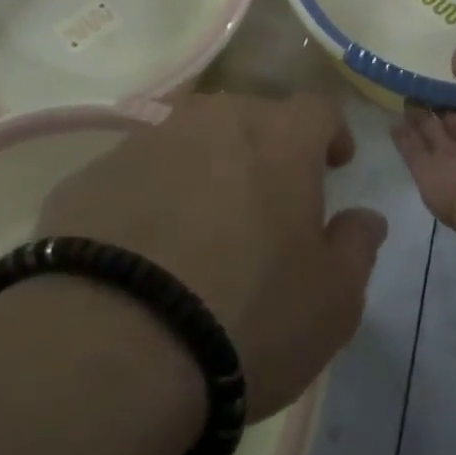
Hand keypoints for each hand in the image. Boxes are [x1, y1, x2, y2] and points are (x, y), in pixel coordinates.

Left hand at [37, 94, 385, 418]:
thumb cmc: (248, 315)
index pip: (318, 109)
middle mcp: (212, 121)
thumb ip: (356, 247)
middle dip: (267, 148)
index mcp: (279, 138)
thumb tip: (364, 218)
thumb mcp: (333, 300)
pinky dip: (152, 195)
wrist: (113, 345)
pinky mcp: (91, 174)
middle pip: (250, 116)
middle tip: (269, 199)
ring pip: (190, 139)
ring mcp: (145, 142)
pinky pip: (138, 173)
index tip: (335, 164)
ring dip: (206, 167)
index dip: (331, 133)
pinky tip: (145, 247)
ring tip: (203, 222)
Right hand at [393, 46, 455, 238]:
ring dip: (416, 114)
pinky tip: (390, 119)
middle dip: (434, 99)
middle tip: (412, 77)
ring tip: (399, 91)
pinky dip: (401, 135)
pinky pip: (411, 149)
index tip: (440, 65)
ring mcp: (447, 157)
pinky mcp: (424, 171)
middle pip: (449, 115)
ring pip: (428, 131)